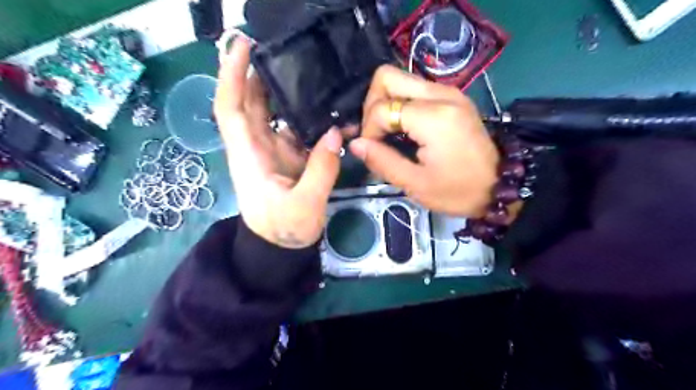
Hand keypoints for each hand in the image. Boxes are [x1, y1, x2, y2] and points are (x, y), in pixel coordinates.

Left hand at [212, 39, 340, 248]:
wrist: (281, 249)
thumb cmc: (284, 230)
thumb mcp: (305, 204)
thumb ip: (322, 169)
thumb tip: (336, 133)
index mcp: (249, 155)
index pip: (230, 108)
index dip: (231, 75)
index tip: (243, 46)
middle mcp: (257, 146)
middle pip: (251, 102)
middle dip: (260, 73)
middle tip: (285, 50)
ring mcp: (274, 150)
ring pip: (275, 113)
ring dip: (288, 93)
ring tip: (311, 73)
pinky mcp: (289, 157)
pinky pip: (297, 130)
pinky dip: (310, 119)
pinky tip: (329, 111)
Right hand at [351, 63, 497, 215]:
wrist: (500, 187)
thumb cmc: (458, 191)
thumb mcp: (415, 184)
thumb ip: (382, 161)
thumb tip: (355, 143)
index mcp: (433, 117)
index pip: (382, 107)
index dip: (369, 130)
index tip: (373, 151)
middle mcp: (441, 94)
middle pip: (387, 76)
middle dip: (372, 104)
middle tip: (377, 133)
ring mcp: (449, 91)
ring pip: (401, 79)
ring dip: (386, 103)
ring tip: (388, 132)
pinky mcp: (453, 96)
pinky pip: (415, 88)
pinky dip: (401, 104)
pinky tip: (404, 128)